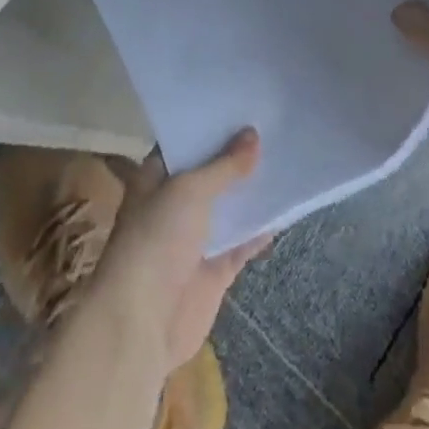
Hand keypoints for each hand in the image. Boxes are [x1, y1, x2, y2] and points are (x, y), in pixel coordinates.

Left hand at [91, 130, 271, 372]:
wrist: (141, 323)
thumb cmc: (156, 239)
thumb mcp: (190, 190)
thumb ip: (224, 165)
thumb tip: (253, 134)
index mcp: (156, 177)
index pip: (185, 142)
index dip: (210, 125)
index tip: (242, 105)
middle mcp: (174, 204)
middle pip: (210, 174)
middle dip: (237, 156)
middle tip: (272, 125)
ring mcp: (195, 239)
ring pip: (228, 208)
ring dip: (251, 191)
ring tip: (286, 159)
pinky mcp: (214, 271)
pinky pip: (242, 243)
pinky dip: (261, 230)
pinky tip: (285, 209)